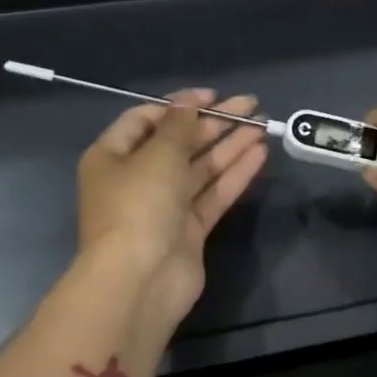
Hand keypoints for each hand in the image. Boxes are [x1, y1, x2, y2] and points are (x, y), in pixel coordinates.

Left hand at [76, 90, 269, 329]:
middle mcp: (136, 179)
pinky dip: (234, 174)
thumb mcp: (158, 155)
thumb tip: (188, 101)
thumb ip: (179, 125)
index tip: (213, 97)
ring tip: (263, 125)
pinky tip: (259, 154)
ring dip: (230, 145)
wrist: (140, 280)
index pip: (146, 120)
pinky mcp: (189, 229)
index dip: (180, 105)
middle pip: (179, 142)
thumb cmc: (138, 205)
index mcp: (113, 157)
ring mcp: (164, 206)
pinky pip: (213, 193)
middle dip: (214, 123)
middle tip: (250, 106)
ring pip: (201, 168)